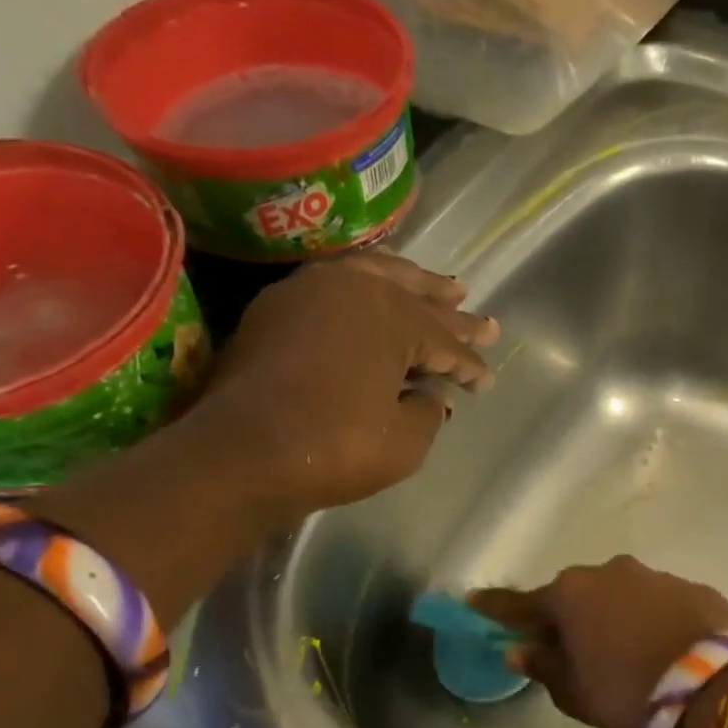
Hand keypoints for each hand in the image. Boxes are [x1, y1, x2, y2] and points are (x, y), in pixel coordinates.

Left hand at [176, 253, 496, 529]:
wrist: (243, 452)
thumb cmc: (336, 448)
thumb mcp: (405, 442)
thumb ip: (428, 411)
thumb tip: (430, 394)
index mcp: (394, 318)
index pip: (444, 342)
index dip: (469, 365)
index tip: (484, 381)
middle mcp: (356, 289)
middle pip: (417, 300)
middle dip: (453, 315)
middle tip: (484, 322)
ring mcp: (312, 290)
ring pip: (377, 275)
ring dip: (414, 283)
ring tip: (443, 286)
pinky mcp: (279, 304)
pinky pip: (339, 281)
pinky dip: (368, 282)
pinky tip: (378, 287)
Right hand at [470, 557, 727, 727]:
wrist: (713, 685)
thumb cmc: (627, 690)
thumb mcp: (575, 692)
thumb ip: (543, 667)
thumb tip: (520, 651)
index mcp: (570, 595)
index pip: (520, 603)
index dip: (495, 607)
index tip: (473, 603)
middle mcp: (609, 572)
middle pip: (575, 595)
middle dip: (567, 616)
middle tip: (569, 646)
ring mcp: (654, 575)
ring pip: (620, 595)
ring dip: (614, 616)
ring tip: (626, 651)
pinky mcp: (692, 586)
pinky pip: (659, 602)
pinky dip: (652, 618)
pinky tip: (664, 646)